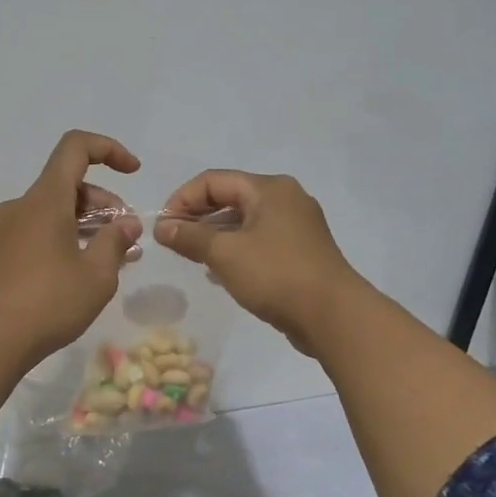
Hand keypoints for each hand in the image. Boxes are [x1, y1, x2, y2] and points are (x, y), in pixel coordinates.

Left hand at [0, 131, 143, 371]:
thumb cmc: (50, 302)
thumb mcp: (97, 274)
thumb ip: (115, 241)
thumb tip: (127, 225)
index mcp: (45, 199)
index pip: (75, 148)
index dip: (108, 150)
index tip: (133, 172)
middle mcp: (23, 205)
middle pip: (69, 183)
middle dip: (105, 202)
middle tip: (127, 235)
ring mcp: (9, 229)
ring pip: (56, 208)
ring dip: (89, 222)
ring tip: (116, 255)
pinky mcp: (3, 252)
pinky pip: (42, 229)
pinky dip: (68, 236)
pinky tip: (87, 267)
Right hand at [156, 170, 366, 356]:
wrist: (334, 316)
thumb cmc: (276, 275)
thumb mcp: (225, 253)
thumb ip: (190, 237)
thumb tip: (162, 227)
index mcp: (269, 188)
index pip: (213, 180)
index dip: (182, 199)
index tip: (163, 226)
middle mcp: (285, 199)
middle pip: (230, 197)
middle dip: (198, 216)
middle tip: (173, 241)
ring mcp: (297, 226)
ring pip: (244, 221)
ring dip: (215, 234)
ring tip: (192, 256)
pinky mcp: (301, 252)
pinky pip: (259, 240)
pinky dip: (236, 249)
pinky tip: (220, 271)